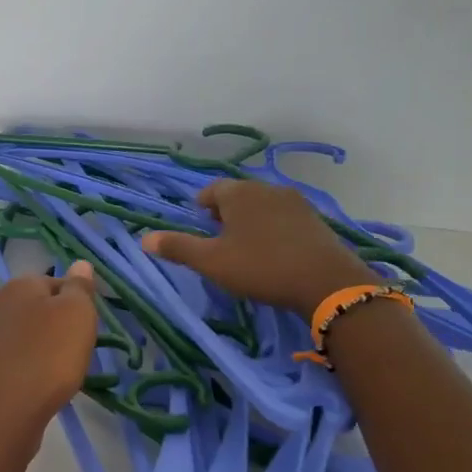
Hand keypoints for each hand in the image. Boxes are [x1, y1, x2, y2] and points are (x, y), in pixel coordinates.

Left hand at [0, 261, 98, 436]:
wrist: (4, 412)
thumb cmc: (48, 356)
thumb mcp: (77, 314)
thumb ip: (79, 287)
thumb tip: (79, 264)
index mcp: (18, 285)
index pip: (57, 282)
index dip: (78, 302)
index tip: (90, 327)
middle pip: (39, 309)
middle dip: (59, 327)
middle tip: (78, 350)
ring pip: (26, 336)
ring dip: (44, 349)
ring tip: (60, 372)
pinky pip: (14, 360)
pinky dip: (28, 369)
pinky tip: (38, 386)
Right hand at [142, 181, 377, 315]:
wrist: (326, 283)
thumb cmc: (261, 267)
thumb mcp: (212, 262)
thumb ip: (178, 247)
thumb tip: (144, 238)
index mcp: (238, 193)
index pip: (211, 190)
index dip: (201, 208)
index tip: (200, 228)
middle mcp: (266, 188)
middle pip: (238, 195)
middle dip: (225, 213)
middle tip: (219, 241)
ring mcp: (295, 202)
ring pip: (262, 205)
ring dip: (250, 221)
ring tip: (245, 248)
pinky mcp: (315, 219)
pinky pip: (284, 217)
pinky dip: (273, 229)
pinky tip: (274, 252)